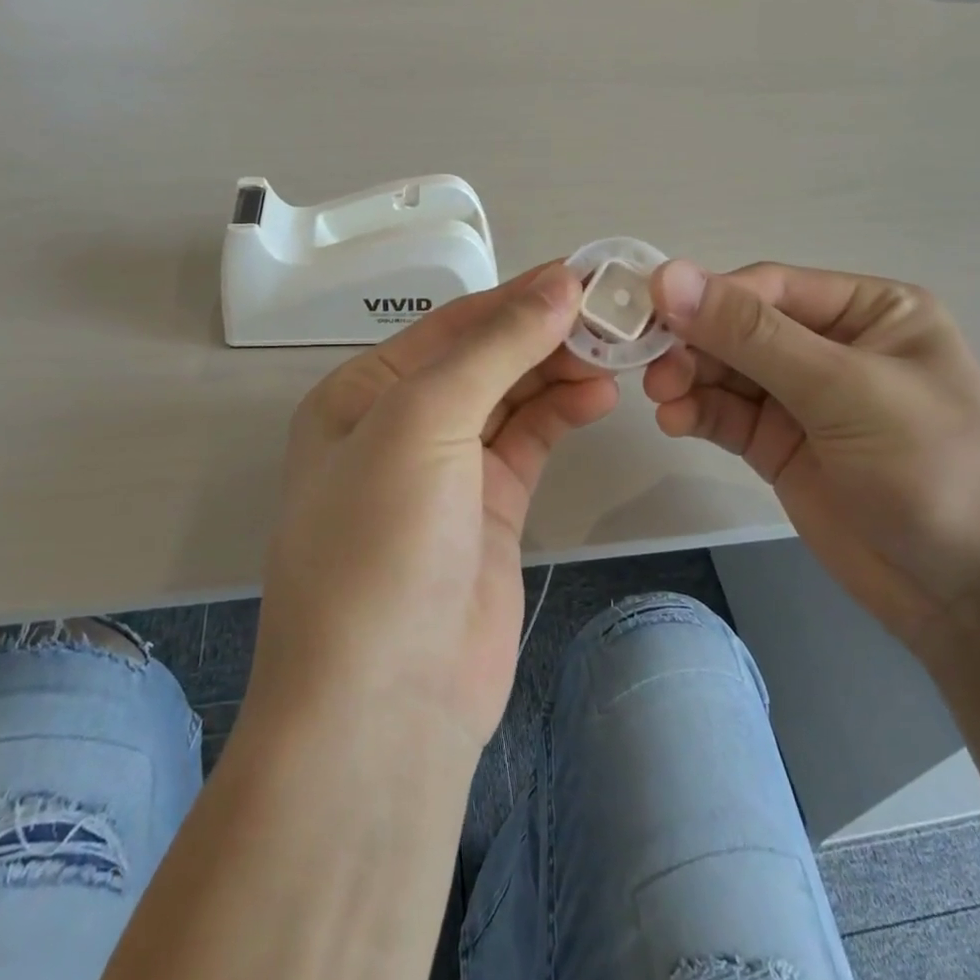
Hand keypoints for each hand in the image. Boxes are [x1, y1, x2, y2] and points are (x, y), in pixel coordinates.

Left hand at [250, 264, 617, 751]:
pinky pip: (529, 442)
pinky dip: (562, 414)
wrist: (385, 704)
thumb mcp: (423, 423)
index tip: (584, 275)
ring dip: (559, 371)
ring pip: (512, 398)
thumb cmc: (382, 543)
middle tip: (614, 315)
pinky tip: (599, 396)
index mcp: (363, 393)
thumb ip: (495, 349)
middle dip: (544, 334)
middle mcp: (401, 425)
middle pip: (484, 358)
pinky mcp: (489, 509)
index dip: (517, 297)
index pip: (452, 326)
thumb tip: (560, 285)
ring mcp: (448, 470)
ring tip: (616, 355)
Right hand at [645, 260, 979, 648]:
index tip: (652, 312)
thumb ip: (753, 336)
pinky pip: (728, 415)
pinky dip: (697, 413)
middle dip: (695, 344)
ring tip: (661, 400)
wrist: (978, 602)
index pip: (771, 288)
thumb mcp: (846, 391)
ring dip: (689, 379)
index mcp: (870, 311)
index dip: (709, 296)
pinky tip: (675, 421)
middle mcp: (833, 346)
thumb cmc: (935, 471)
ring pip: (727, 372)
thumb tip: (668, 275)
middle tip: (653, 369)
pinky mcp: (783, 447)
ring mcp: (805, 400)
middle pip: (741, 329)